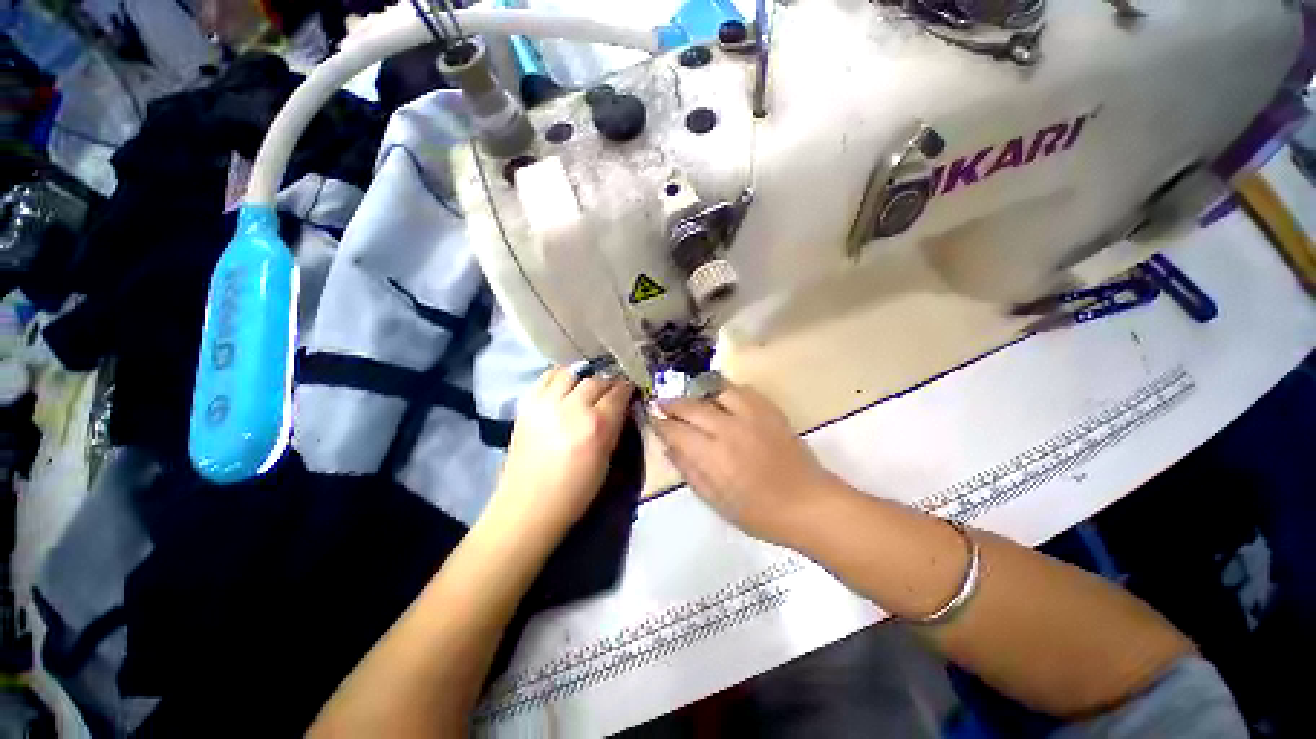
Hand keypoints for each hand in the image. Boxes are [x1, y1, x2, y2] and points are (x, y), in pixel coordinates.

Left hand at [486, 367, 633, 541]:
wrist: (528, 506)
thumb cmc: (575, 492)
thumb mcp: (606, 461)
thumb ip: (614, 428)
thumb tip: (620, 408)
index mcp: (597, 425)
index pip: (618, 392)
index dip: (626, 388)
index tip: (629, 390)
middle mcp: (573, 407)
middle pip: (597, 379)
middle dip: (608, 382)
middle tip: (610, 391)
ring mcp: (547, 403)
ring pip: (572, 373)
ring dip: (584, 376)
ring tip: (586, 385)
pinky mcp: (527, 405)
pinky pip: (546, 377)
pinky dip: (560, 376)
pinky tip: (565, 384)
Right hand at [653, 383, 842, 545]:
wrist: (809, 504)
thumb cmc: (759, 512)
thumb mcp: (716, 501)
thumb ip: (689, 471)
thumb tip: (669, 447)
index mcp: (714, 456)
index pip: (676, 431)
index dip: (660, 423)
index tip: (652, 419)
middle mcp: (729, 429)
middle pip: (692, 406)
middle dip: (672, 403)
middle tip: (663, 404)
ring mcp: (752, 415)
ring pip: (716, 389)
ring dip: (699, 392)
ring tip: (692, 398)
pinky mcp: (770, 410)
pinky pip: (742, 390)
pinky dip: (726, 391)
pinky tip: (722, 399)